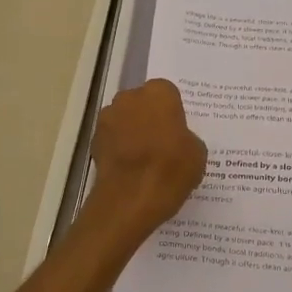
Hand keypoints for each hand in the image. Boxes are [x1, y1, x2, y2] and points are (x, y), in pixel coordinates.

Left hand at [84, 79, 207, 239]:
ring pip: (124, 119)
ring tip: (145, 158)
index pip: (167, 93)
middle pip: (142, 103)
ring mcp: (108, 118)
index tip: (178, 130)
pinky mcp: (94, 141)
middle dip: (149, 117)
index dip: (172, 112)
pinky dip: (119, 149)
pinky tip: (130, 169)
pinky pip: (112, 139)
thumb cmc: (171, 169)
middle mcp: (129, 98)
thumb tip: (178, 141)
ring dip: (132, 131)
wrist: (131, 198)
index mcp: (158, 93)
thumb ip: (186, 137)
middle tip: (163, 142)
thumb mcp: (197, 153)